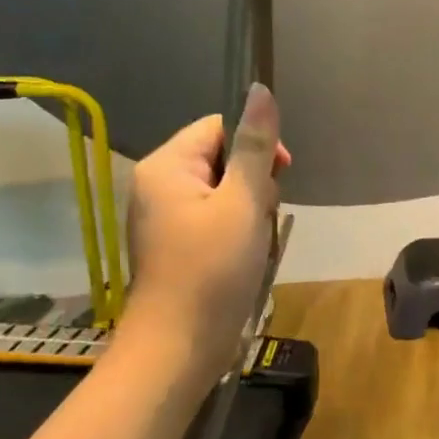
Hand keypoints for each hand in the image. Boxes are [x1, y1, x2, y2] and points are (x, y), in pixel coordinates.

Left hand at [120, 84, 289, 384]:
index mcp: (167, 165)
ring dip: (249, 209)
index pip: (220, 127)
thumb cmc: (212, 270)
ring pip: (223, 190)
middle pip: (221, 157)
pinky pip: (214, 217)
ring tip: (254, 241)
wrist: (178, 349)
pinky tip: (245, 255)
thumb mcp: (243, 201)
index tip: (280, 177)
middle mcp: (158, 184)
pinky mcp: (175, 244)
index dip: (256, 145)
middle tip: (262, 217)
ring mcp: (164, 216)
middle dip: (254, 182)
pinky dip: (236, 230)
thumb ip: (255, 145)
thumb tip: (260, 89)